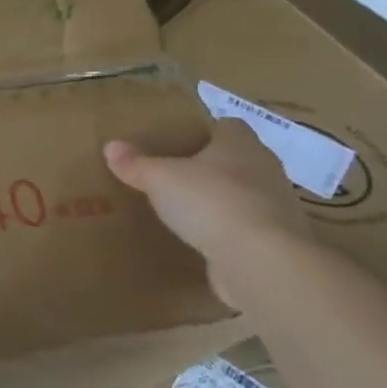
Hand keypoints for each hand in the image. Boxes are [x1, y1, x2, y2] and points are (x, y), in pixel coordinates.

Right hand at [104, 118, 309, 307]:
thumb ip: (136, 163)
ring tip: (184, 210)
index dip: (205, 131)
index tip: (179, 142)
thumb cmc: (210, 201)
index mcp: (241, 143)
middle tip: (174, 175)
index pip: (228, 126)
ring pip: (243, 196)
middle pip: (236, 160)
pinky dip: (227, 233)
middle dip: (210, 167)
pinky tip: (201, 241)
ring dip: (220, 202)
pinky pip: (246, 230)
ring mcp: (275, 208)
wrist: (260, 262)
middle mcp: (265, 169)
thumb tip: (111, 146)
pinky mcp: (275, 243)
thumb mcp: (160, 178)